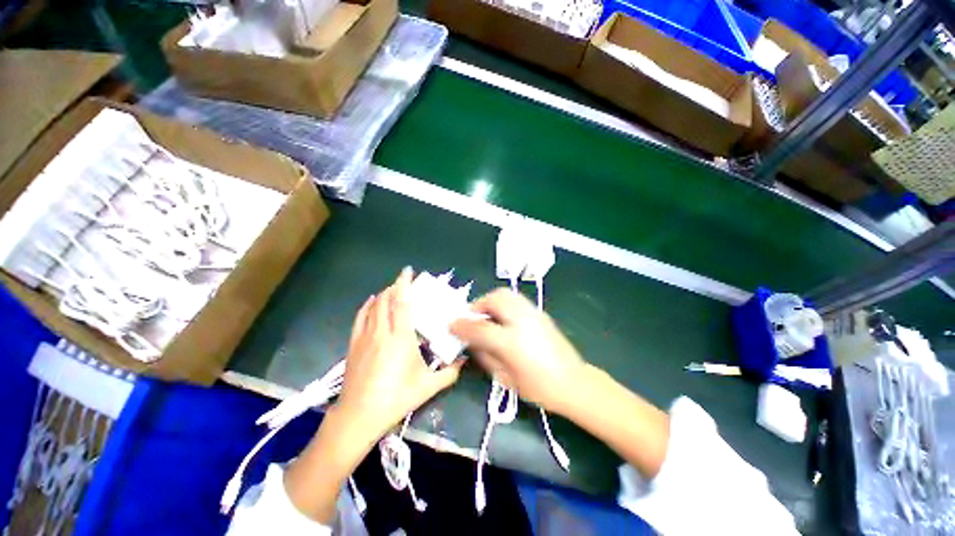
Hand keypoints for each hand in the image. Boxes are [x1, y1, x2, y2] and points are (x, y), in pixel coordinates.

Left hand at [336, 267, 462, 442]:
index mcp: (400, 337)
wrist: (358, 416)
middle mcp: (381, 332)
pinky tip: (371, 303)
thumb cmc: (396, 398)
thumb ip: (450, 373)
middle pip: (386, 300)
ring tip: (392, 292)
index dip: (404, 284)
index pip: (401, 303)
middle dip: (395, 287)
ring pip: (373, 307)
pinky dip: (367, 306)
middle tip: (405, 283)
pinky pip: (359, 318)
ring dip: (383, 295)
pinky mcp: (354, 345)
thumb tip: (465, 361)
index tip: (408, 271)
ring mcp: (364, 337)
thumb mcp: (428, 387)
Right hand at [451, 288, 585, 413]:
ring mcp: (533, 314)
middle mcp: (522, 321)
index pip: (479, 327)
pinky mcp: (540, 313)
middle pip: (494, 299)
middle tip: (472, 317)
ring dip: (490, 301)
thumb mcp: (505, 378)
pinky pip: (516, 299)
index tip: (451, 325)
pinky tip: (502, 318)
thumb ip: (485, 356)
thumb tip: (471, 341)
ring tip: (486, 315)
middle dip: (478, 305)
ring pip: (506, 294)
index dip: (462, 325)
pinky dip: (503, 303)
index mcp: (512, 342)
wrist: (574, 383)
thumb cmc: (539, 388)